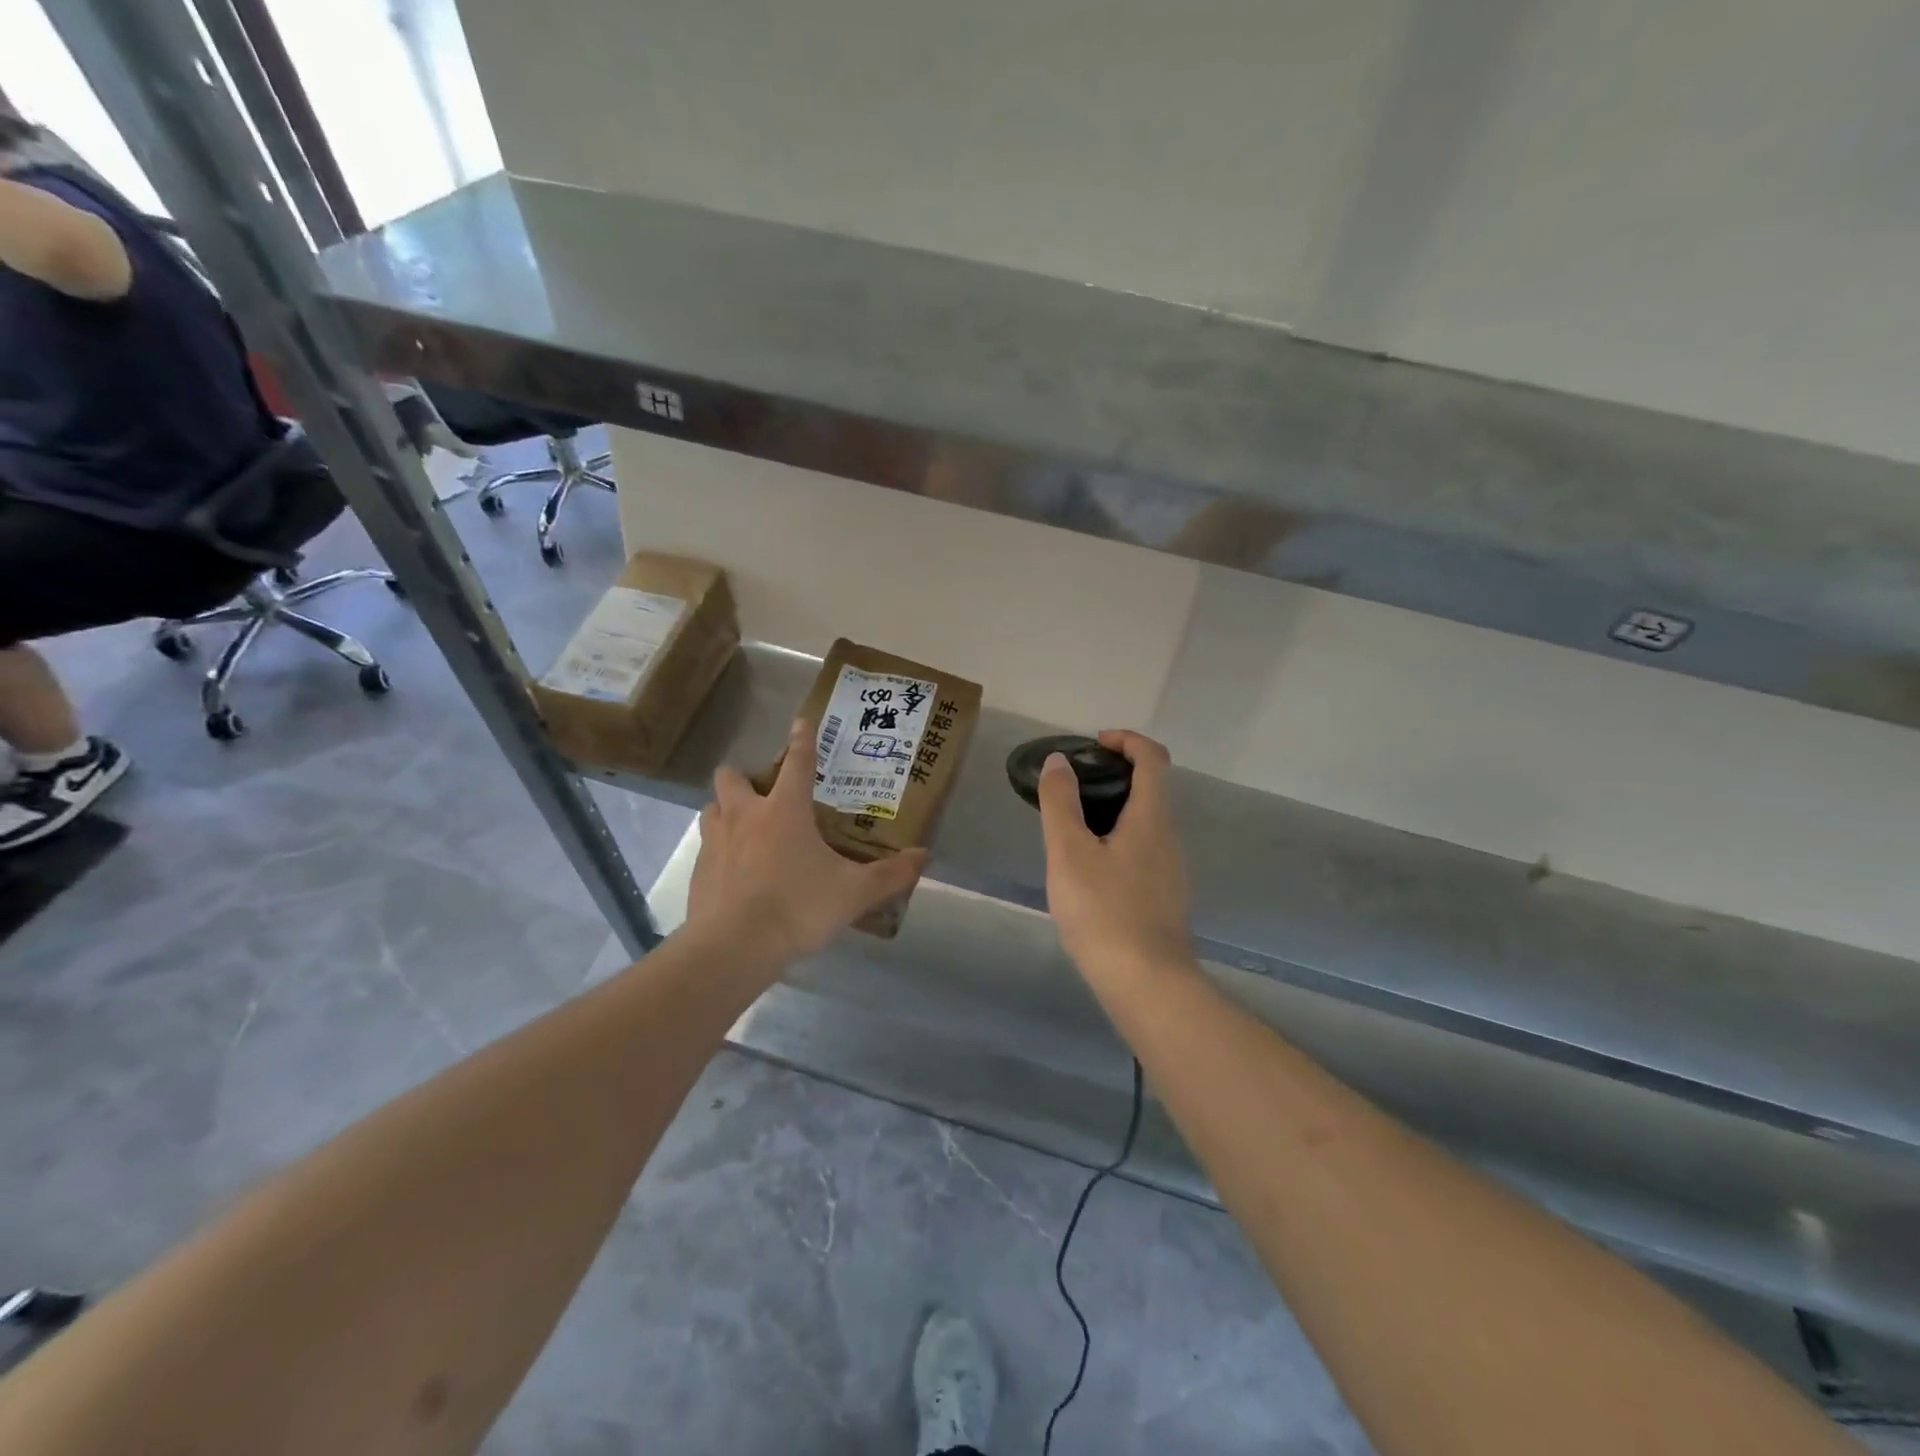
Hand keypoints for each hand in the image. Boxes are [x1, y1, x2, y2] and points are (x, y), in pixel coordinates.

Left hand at [685, 718, 928, 967]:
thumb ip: (890, 874)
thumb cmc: (798, 908)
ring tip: (746, 829)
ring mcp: (715, 842)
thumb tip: (924, 856)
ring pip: (712, 807)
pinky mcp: (698, 871)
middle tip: (766, 795)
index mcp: (785, 810)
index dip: (802, 741)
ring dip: (726, 810)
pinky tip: (735, 871)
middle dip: (746, 777)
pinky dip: (719, 849)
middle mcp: (745, 816)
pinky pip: (706, 846)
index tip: (801, 722)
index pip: (797, 763)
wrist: (734, 948)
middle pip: (732, 776)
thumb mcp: (854, 893)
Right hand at [1037, 730, 1193, 982]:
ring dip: (1114, 810)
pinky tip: (1089, 870)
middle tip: (1072, 787)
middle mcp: (1169, 837)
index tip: (1094, 744)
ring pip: (1145, 823)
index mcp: (1151, 818)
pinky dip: (1118, 840)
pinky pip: (1143, 851)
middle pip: (1151, 788)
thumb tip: (1059, 761)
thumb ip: (1061, 803)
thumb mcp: (1069, 852)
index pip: (1153, 758)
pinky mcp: (1165, 897)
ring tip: (1072, 828)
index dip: (1126, 740)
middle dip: (1114, 775)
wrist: (1147, 983)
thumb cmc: (1104, 911)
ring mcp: (1172, 870)